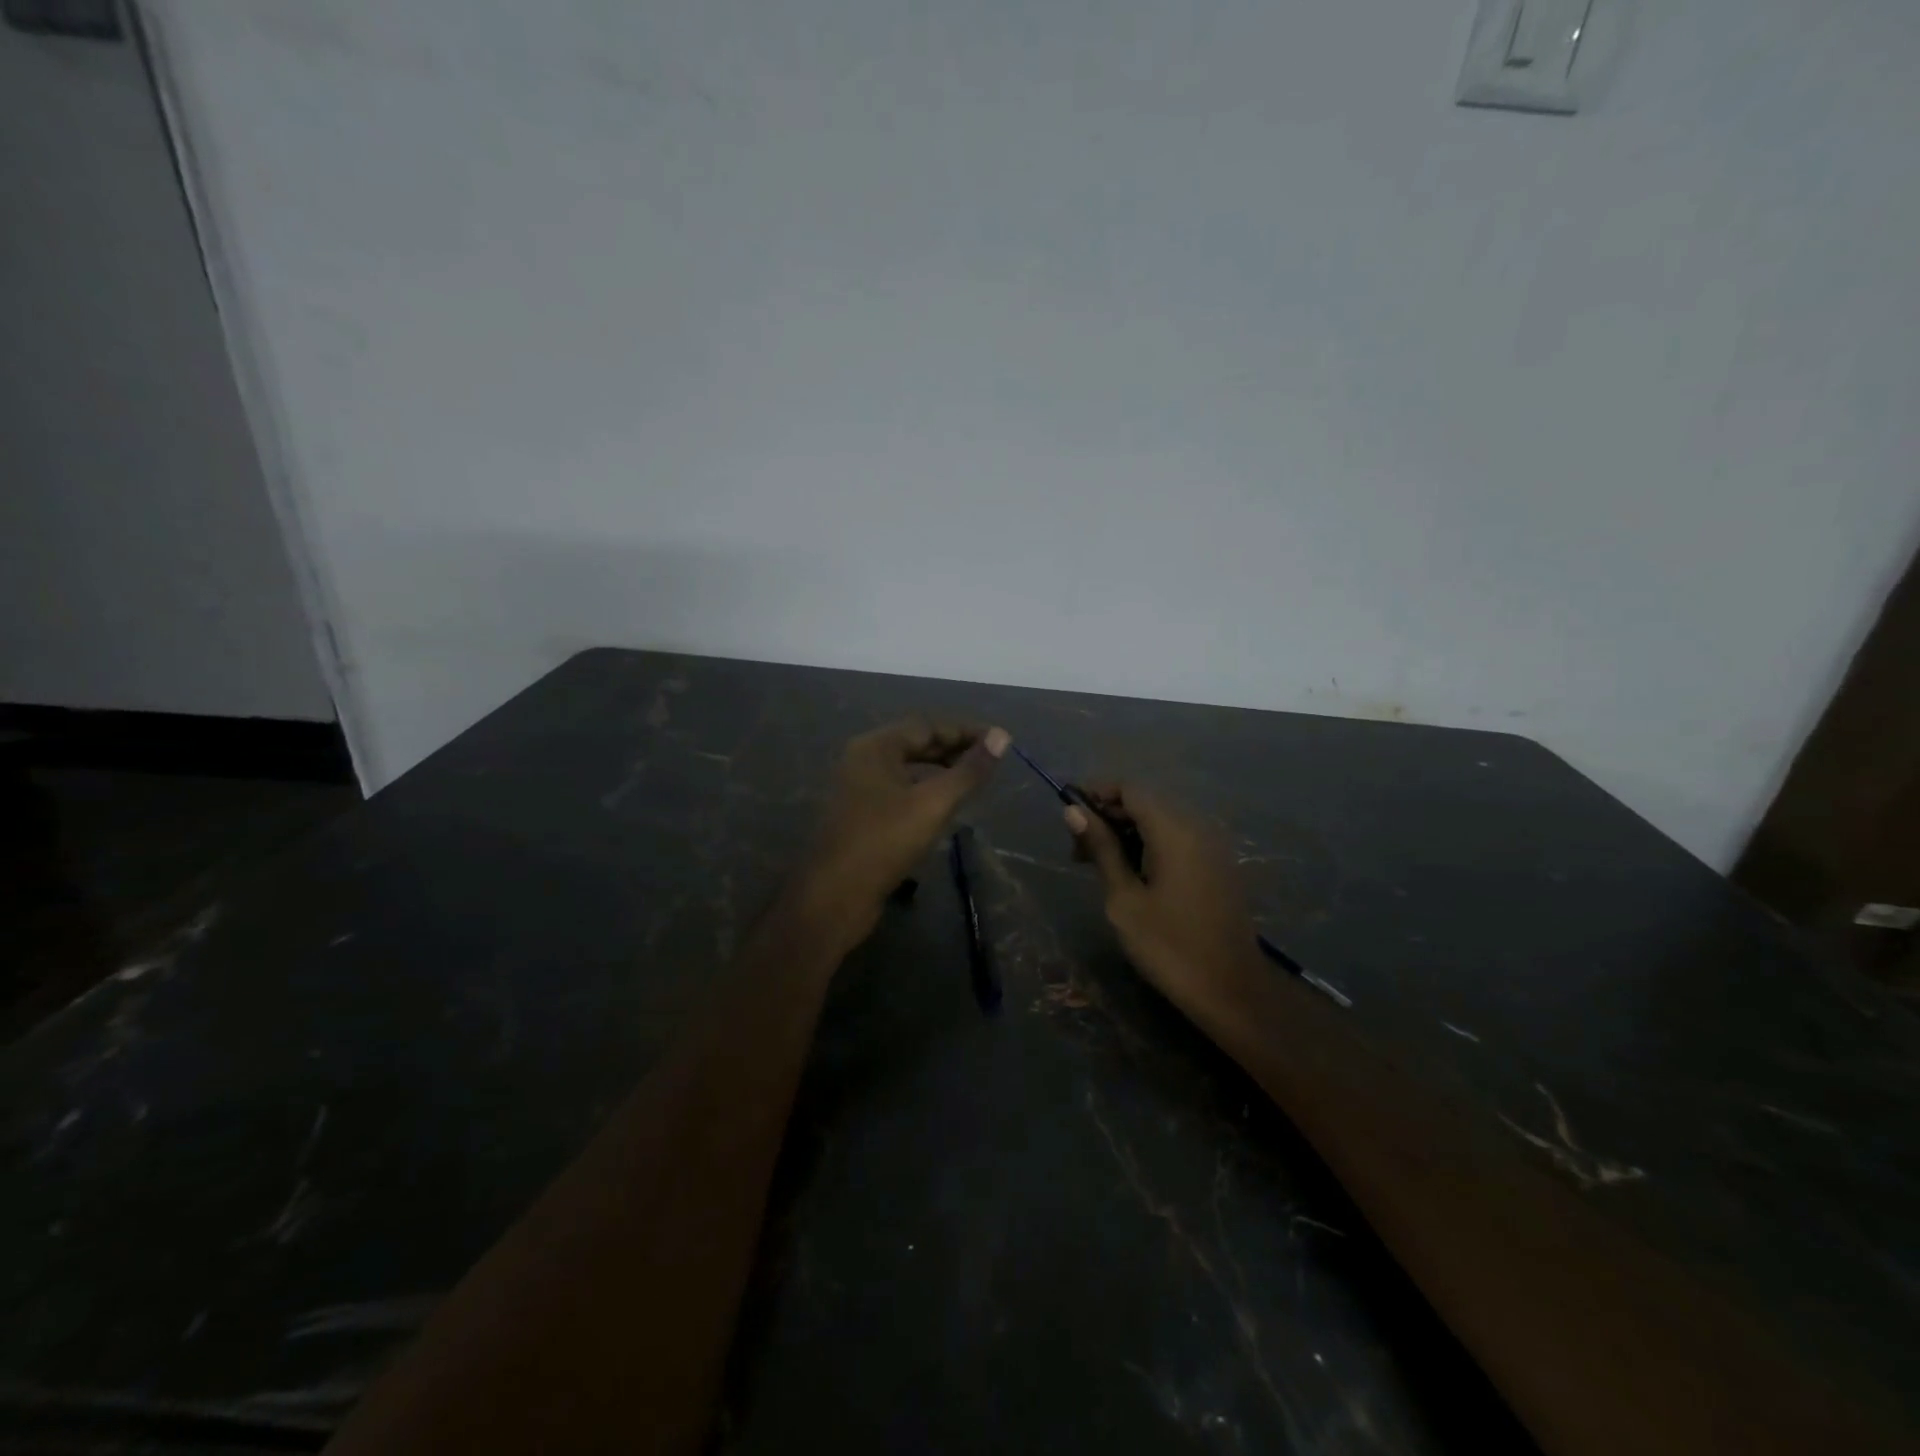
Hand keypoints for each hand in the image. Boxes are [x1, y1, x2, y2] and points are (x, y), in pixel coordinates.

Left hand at [796, 718, 1008, 947]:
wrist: (835, 896)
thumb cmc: (884, 841)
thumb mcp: (934, 803)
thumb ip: (969, 770)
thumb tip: (1002, 736)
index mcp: (875, 747)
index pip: (927, 725)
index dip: (966, 731)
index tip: (999, 741)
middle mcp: (863, 761)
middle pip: (915, 744)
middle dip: (954, 750)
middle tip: (991, 761)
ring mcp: (858, 789)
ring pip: (907, 770)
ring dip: (941, 771)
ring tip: (973, 782)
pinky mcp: (861, 816)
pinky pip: (899, 791)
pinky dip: (925, 791)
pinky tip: (944, 808)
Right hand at [1064, 783, 1263, 1015]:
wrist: (1231, 990)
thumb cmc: (1169, 946)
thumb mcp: (1124, 898)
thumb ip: (1101, 849)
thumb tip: (1074, 811)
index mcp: (1174, 830)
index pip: (1130, 789)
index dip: (1096, 794)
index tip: (1068, 815)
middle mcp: (1197, 827)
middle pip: (1145, 803)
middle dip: (1108, 816)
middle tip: (1077, 851)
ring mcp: (1211, 846)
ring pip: (1160, 821)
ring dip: (1126, 833)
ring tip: (1097, 865)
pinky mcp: (1217, 865)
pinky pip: (1177, 839)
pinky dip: (1149, 845)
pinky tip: (1130, 874)